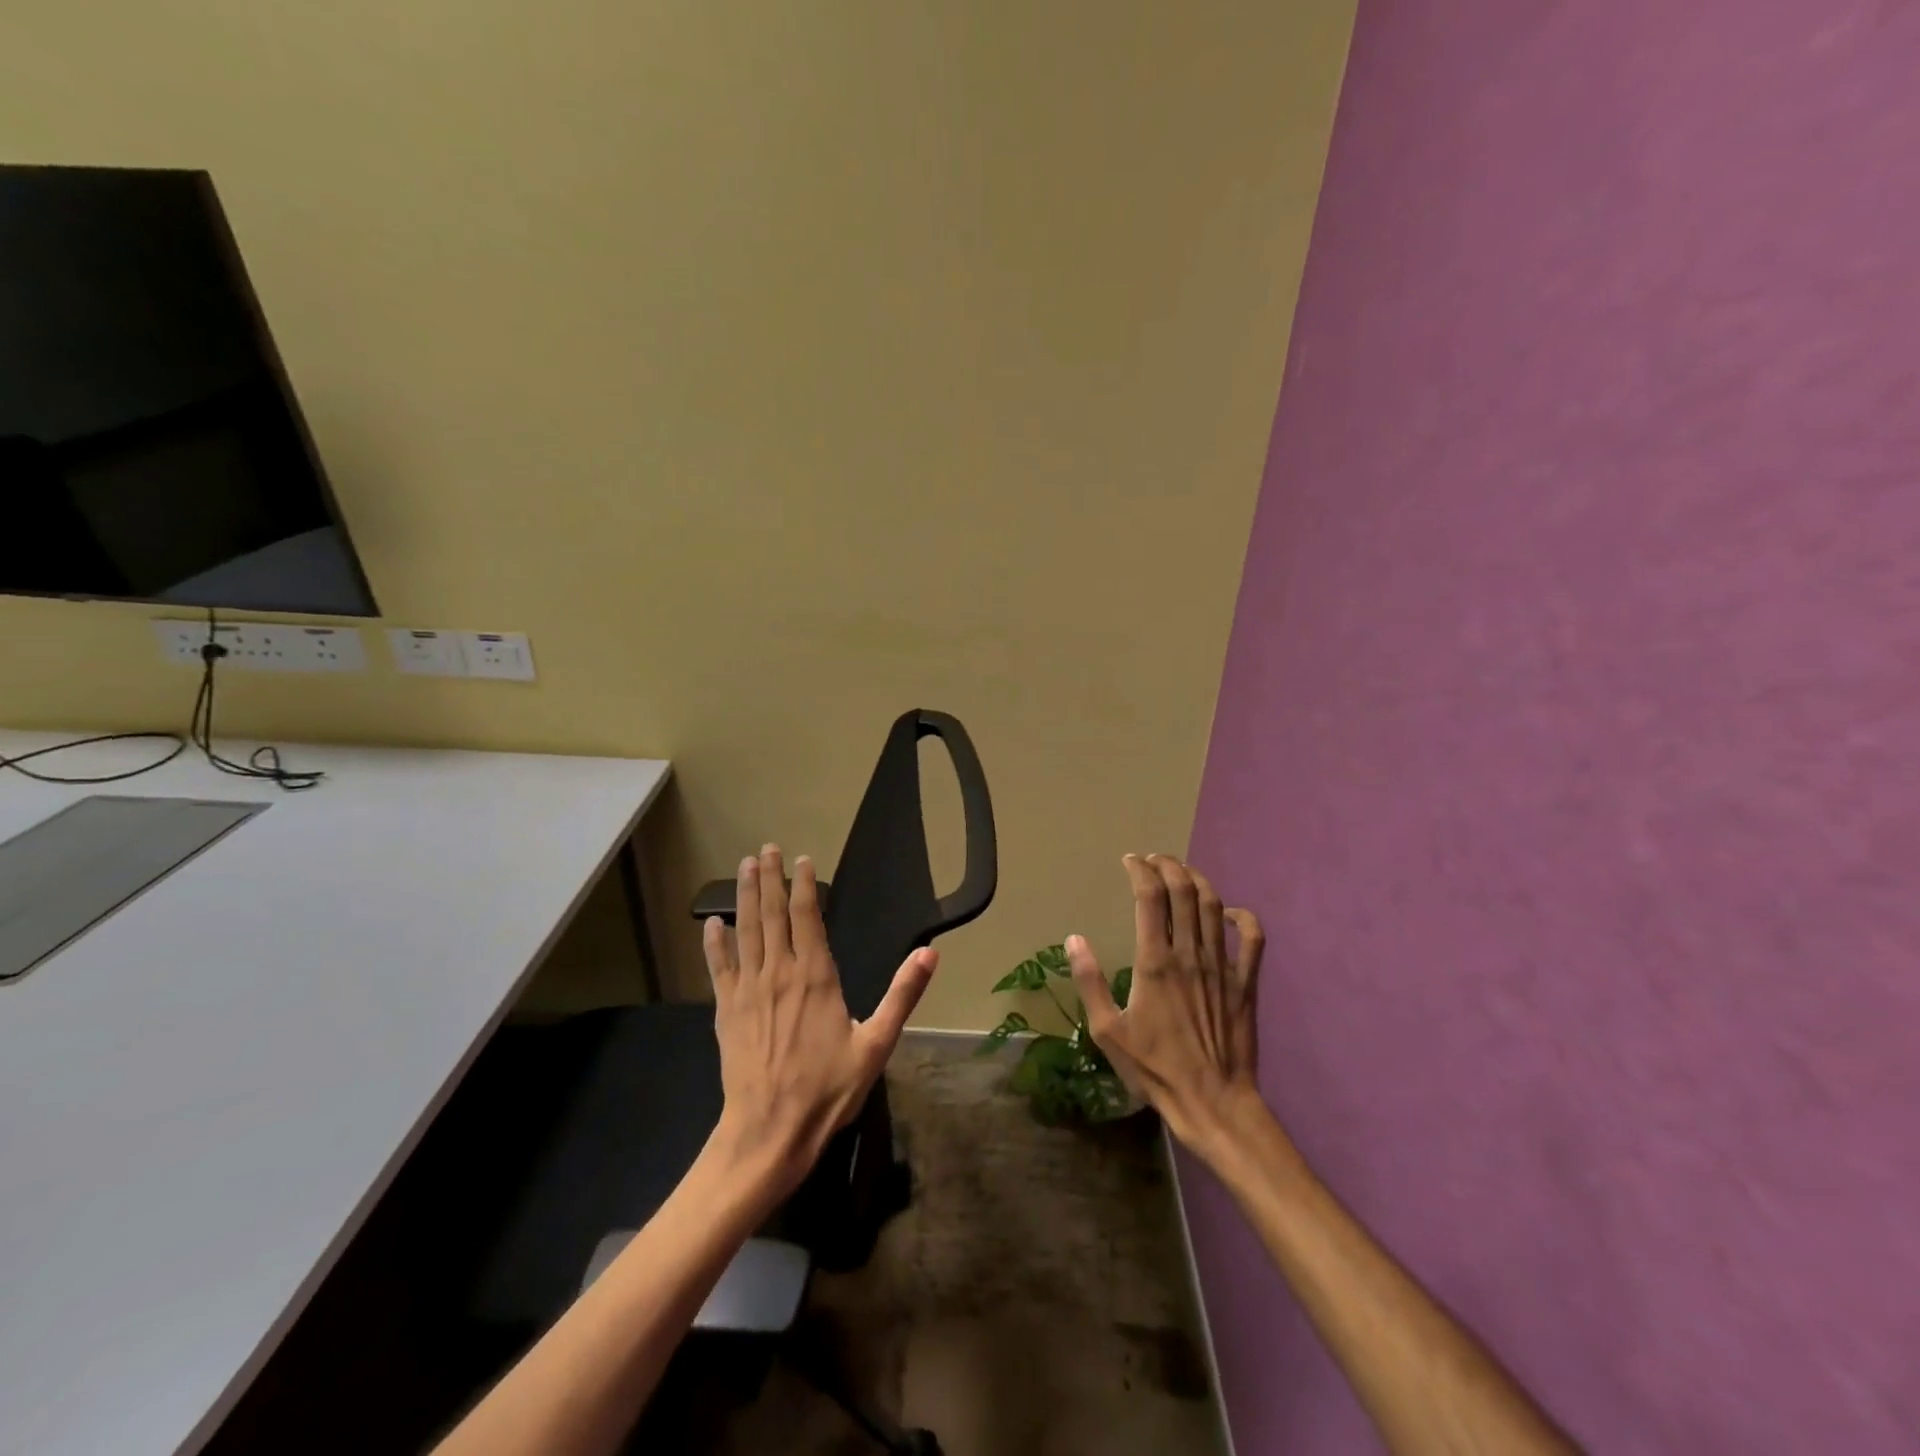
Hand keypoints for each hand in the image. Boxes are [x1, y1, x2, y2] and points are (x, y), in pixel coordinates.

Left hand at [703, 844, 936, 1197]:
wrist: (769, 1133)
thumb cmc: (827, 1089)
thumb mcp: (876, 1044)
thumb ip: (902, 995)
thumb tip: (930, 953)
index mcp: (816, 976)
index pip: (808, 917)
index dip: (804, 884)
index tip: (800, 859)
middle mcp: (779, 973)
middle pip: (772, 914)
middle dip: (769, 879)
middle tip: (765, 849)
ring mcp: (748, 990)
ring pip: (746, 932)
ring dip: (745, 897)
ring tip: (744, 867)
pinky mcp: (727, 1011)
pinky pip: (719, 967)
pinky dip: (715, 943)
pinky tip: (711, 924)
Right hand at [1069, 853, 1266, 1156]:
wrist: (1213, 1103)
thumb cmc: (1155, 1069)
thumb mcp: (1108, 1031)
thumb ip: (1089, 981)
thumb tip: (1074, 939)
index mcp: (1155, 962)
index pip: (1149, 896)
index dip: (1139, 870)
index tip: (1129, 861)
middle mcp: (1190, 954)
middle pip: (1184, 890)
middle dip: (1168, 865)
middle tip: (1153, 860)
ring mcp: (1222, 966)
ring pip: (1215, 905)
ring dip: (1198, 881)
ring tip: (1182, 873)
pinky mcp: (1246, 983)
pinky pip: (1253, 939)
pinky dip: (1244, 918)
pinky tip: (1230, 913)